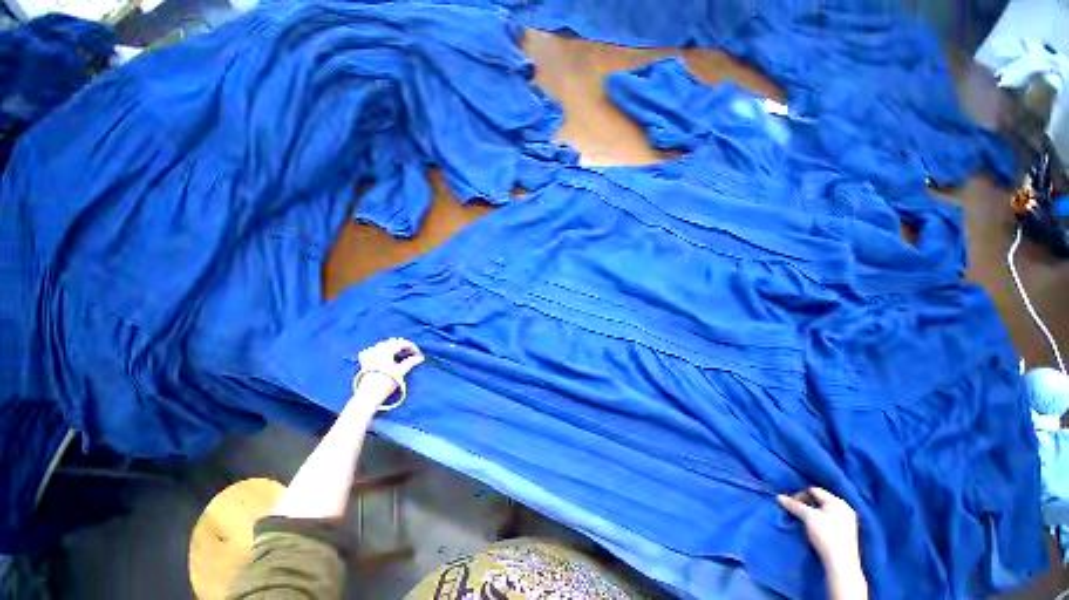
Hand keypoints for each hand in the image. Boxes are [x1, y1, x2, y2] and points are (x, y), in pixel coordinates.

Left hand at [352, 338, 424, 407]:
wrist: (368, 395)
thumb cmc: (385, 383)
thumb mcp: (400, 372)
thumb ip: (411, 362)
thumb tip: (420, 358)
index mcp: (386, 350)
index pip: (401, 343)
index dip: (411, 347)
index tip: (418, 354)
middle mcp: (377, 350)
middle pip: (392, 343)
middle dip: (403, 346)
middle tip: (412, 353)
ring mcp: (370, 355)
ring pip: (384, 346)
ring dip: (394, 348)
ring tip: (402, 354)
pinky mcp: (366, 361)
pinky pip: (375, 350)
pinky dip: (383, 351)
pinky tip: (387, 355)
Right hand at [778, 487, 866, 598]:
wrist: (841, 563)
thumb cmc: (826, 535)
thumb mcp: (808, 517)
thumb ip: (794, 505)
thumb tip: (779, 497)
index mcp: (838, 502)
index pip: (814, 490)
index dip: (800, 495)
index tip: (791, 504)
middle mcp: (844, 508)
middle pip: (819, 500)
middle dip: (806, 504)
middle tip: (795, 512)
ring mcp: (846, 521)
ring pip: (823, 511)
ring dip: (811, 513)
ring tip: (802, 520)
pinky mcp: (845, 532)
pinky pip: (828, 519)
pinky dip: (818, 521)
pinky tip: (813, 528)